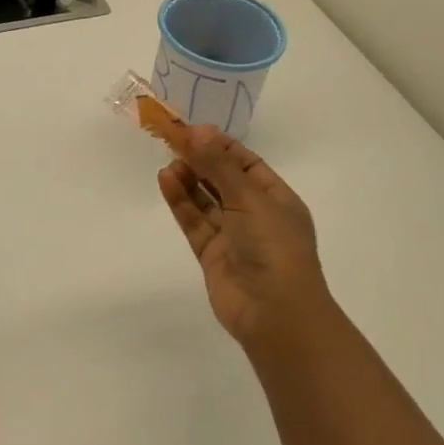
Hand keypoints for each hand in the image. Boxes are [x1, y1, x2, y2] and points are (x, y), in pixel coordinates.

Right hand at [158, 127, 335, 353]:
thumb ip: (219, 165)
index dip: (221, 146)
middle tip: (173, 140)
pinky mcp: (212, 255)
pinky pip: (194, 221)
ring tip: (168, 162)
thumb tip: (197, 130)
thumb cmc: (274, 247)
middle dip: (201, 160)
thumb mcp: (249, 198)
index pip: (247, 163)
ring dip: (189, 179)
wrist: (276, 314)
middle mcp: (255, 215)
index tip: (193, 130)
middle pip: (224, 180)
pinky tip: (166, 180)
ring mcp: (233, 236)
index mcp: (277, 199)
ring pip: (206, 200)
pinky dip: (181, 201)